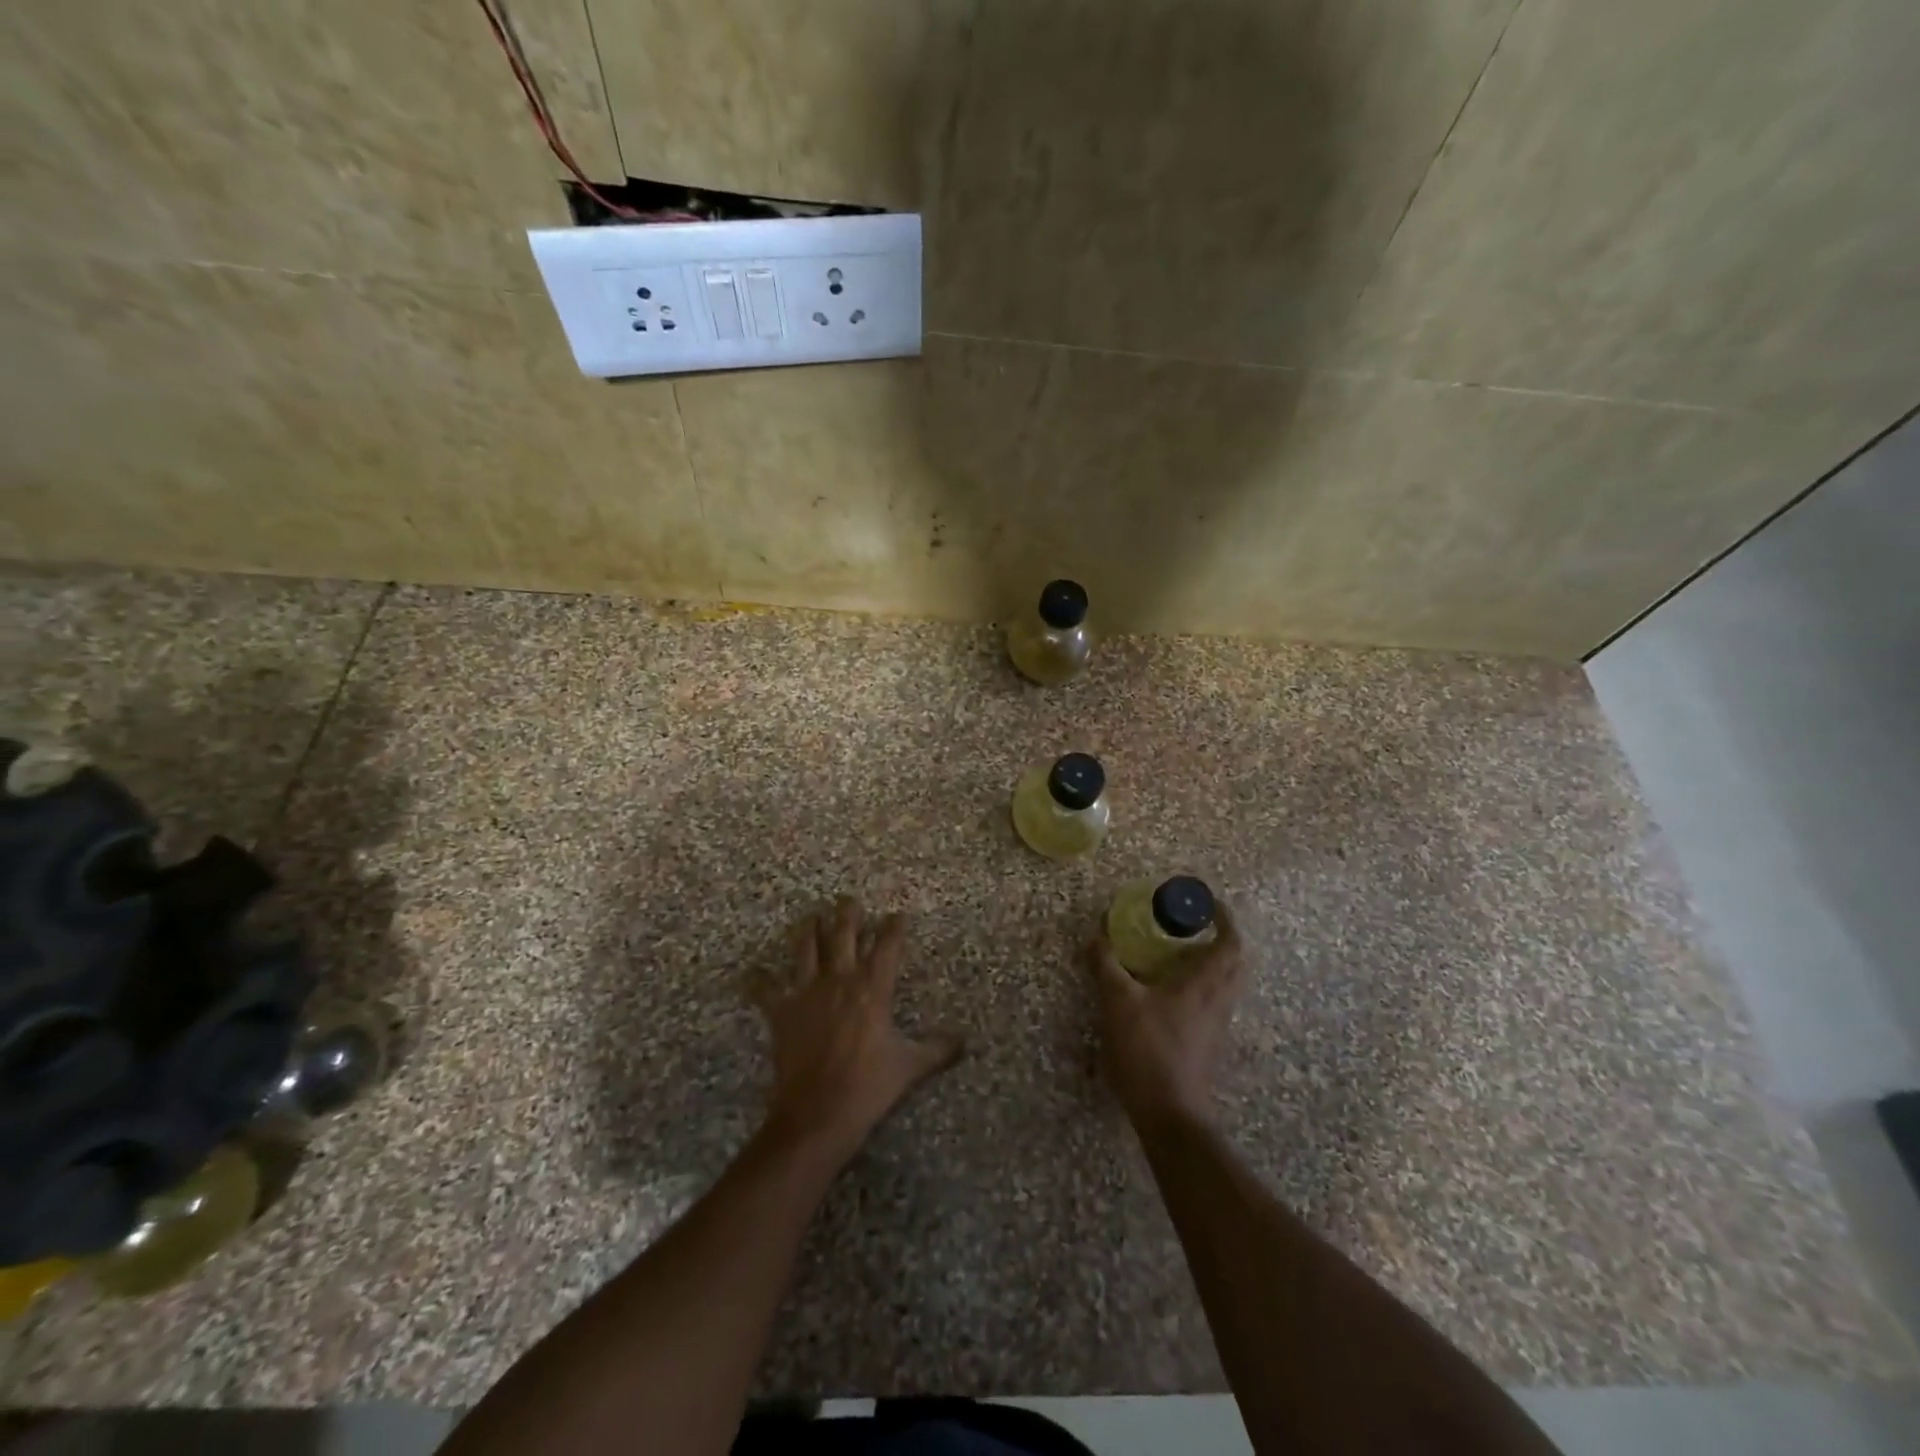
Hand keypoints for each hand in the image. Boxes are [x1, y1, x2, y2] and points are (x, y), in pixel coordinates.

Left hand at [753, 897, 963, 1169]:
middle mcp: (840, 980)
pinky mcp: (782, 1012)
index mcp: (873, 988)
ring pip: (806, 949)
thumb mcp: (910, 1067)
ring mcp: (807, 993)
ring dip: (808, 930)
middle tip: (848, 899)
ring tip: (810, 917)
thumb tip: (965, 1040)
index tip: (898, 915)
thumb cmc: (868, 1086)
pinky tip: (751, 972)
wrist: (818, 1113)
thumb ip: (939, 1049)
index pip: (887, 945)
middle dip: (847, 914)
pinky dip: (758, 980)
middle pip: (843, 934)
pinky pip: (765, 990)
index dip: (894, 927)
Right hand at [1086, 902, 1243, 1127]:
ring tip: (1179, 956)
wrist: (1169, 1114)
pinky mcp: (1208, 1045)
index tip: (1207, 903)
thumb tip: (1096, 935)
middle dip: (1220, 939)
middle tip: (1194, 927)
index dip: (1224, 918)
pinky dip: (1201, 988)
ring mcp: (1217, 1026)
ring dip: (1212, 964)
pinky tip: (1171, 994)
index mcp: (1204, 984)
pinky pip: (1214, 1004)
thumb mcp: (1117, 1001)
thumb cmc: (1147, 1049)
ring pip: (1226, 985)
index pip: (1230, 942)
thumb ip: (1106, 964)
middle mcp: (1219, 1001)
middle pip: (1235, 962)